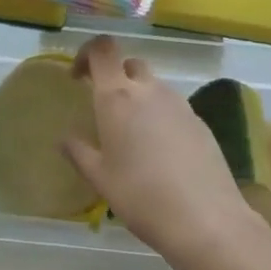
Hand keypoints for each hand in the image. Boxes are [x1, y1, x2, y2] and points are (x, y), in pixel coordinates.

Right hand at [62, 36, 267, 269]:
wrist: (206, 220)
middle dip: (114, 75)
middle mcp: (149, 90)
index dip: (87, 53)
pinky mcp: (200, 122)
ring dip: (138, 97)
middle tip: (103, 106)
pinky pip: (172, 107)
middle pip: (129, 64)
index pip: (103, 49)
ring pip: (153, 86)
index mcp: (117, 97)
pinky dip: (159, 116)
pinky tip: (159, 151)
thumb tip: (65, 139)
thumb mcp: (100, 178)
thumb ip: (79, 152)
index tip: (77, 76)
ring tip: (131, 135)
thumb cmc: (141, 196)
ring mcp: (179, 104)